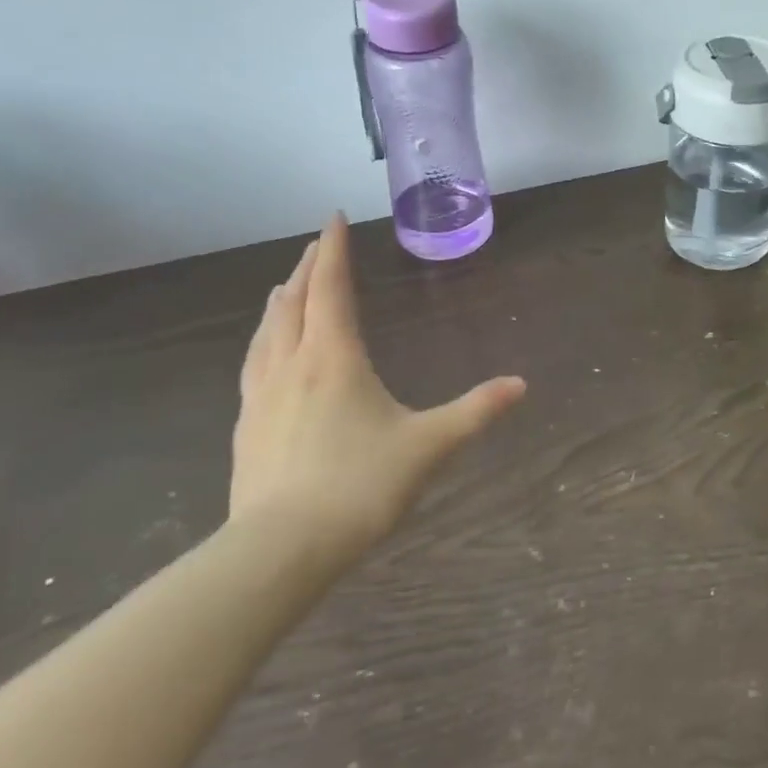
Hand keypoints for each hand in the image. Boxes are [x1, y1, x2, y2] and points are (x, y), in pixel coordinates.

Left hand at [231, 216, 525, 559]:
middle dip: (309, 268)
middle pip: (295, 301)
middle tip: (318, 245)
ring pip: (267, 331)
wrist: (280, 549)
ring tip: (286, 287)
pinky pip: (253, 364)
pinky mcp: (246, 426)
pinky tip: (265, 354)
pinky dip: (264, 340)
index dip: (334, 249)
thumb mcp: (429, 446)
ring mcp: (261, 396)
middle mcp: (291, 365)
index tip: (333, 217)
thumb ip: (475, 412)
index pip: (332, 288)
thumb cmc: (360, 485)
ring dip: (281, 300)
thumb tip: (521, 385)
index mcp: (333, 358)